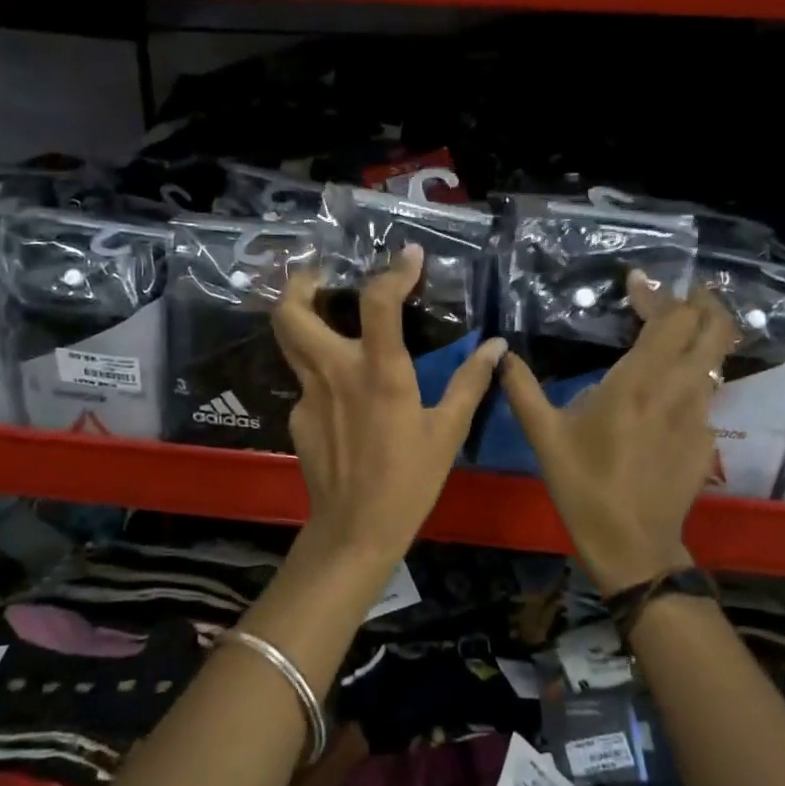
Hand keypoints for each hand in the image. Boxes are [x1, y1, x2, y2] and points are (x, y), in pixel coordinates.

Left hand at [273, 245, 506, 574]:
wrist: (355, 530)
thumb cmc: (409, 481)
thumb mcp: (447, 432)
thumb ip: (470, 383)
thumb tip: (497, 347)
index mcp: (379, 373)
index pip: (379, 301)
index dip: (394, 270)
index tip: (409, 256)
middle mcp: (334, 373)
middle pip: (292, 312)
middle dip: (299, 283)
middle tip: (320, 274)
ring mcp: (307, 395)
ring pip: (287, 341)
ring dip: (300, 316)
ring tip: (323, 311)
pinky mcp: (296, 417)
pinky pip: (304, 381)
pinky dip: (320, 373)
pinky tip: (342, 395)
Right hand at [500, 273, 736, 594]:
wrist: (633, 546)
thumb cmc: (584, 486)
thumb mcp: (544, 436)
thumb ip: (522, 389)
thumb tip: (500, 354)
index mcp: (640, 382)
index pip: (670, 318)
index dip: (658, 293)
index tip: (636, 281)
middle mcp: (680, 390)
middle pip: (714, 328)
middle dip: (703, 301)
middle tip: (680, 291)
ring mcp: (700, 416)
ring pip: (716, 360)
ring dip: (701, 336)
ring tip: (677, 329)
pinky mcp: (706, 441)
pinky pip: (706, 394)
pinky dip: (693, 376)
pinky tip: (667, 390)